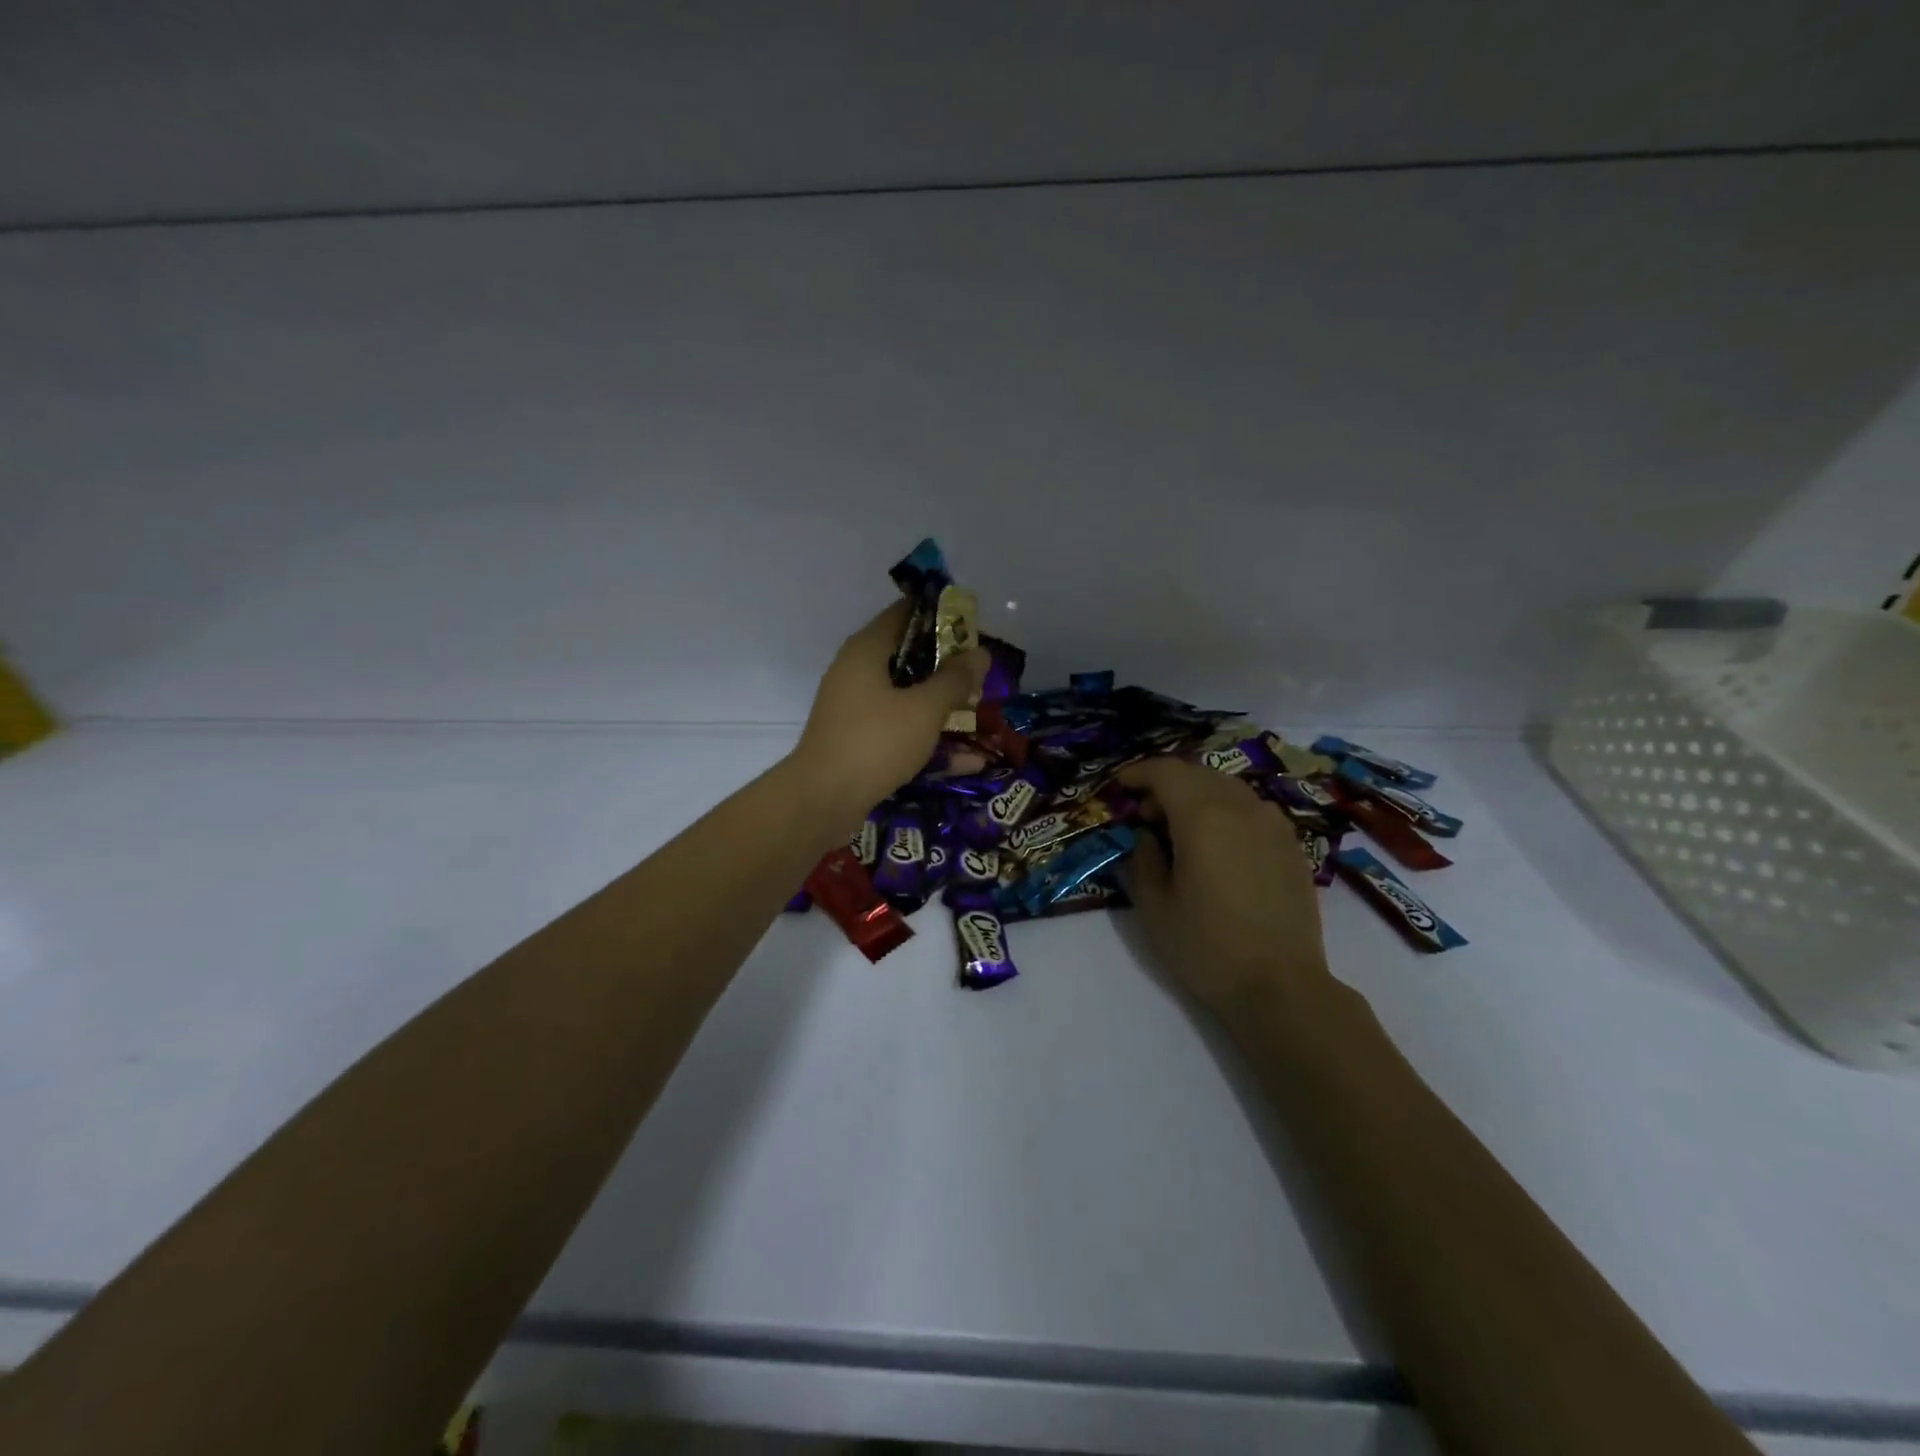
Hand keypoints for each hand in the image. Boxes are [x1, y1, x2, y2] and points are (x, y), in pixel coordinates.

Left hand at [790, 601, 987, 823]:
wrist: (823, 800)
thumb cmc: (876, 742)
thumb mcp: (924, 709)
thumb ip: (955, 680)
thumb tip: (981, 654)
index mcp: (867, 650)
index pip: (905, 613)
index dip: (941, 615)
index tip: (973, 628)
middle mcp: (857, 672)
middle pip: (909, 657)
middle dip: (948, 667)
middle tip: (982, 676)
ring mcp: (855, 709)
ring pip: (907, 698)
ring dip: (942, 707)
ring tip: (981, 715)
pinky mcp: (858, 741)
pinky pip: (900, 730)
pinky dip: (929, 739)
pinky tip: (968, 761)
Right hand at [1117, 757, 1333, 1023]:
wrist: (1281, 986)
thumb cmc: (1207, 947)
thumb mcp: (1155, 907)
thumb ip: (1142, 860)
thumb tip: (1145, 836)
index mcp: (1203, 817)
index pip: (1166, 772)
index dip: (1138, 773)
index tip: (1120, 787)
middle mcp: (1241, 808)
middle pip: (1198, 773)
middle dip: (1166, 784)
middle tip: (1145, 814)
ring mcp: (1273, 824)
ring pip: (1228, 788)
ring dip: (1198, 795)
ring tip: (1180, 829)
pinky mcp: (1291, 845)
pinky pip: (1251, 809)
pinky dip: (1226, 811)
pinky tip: (1218, 845)